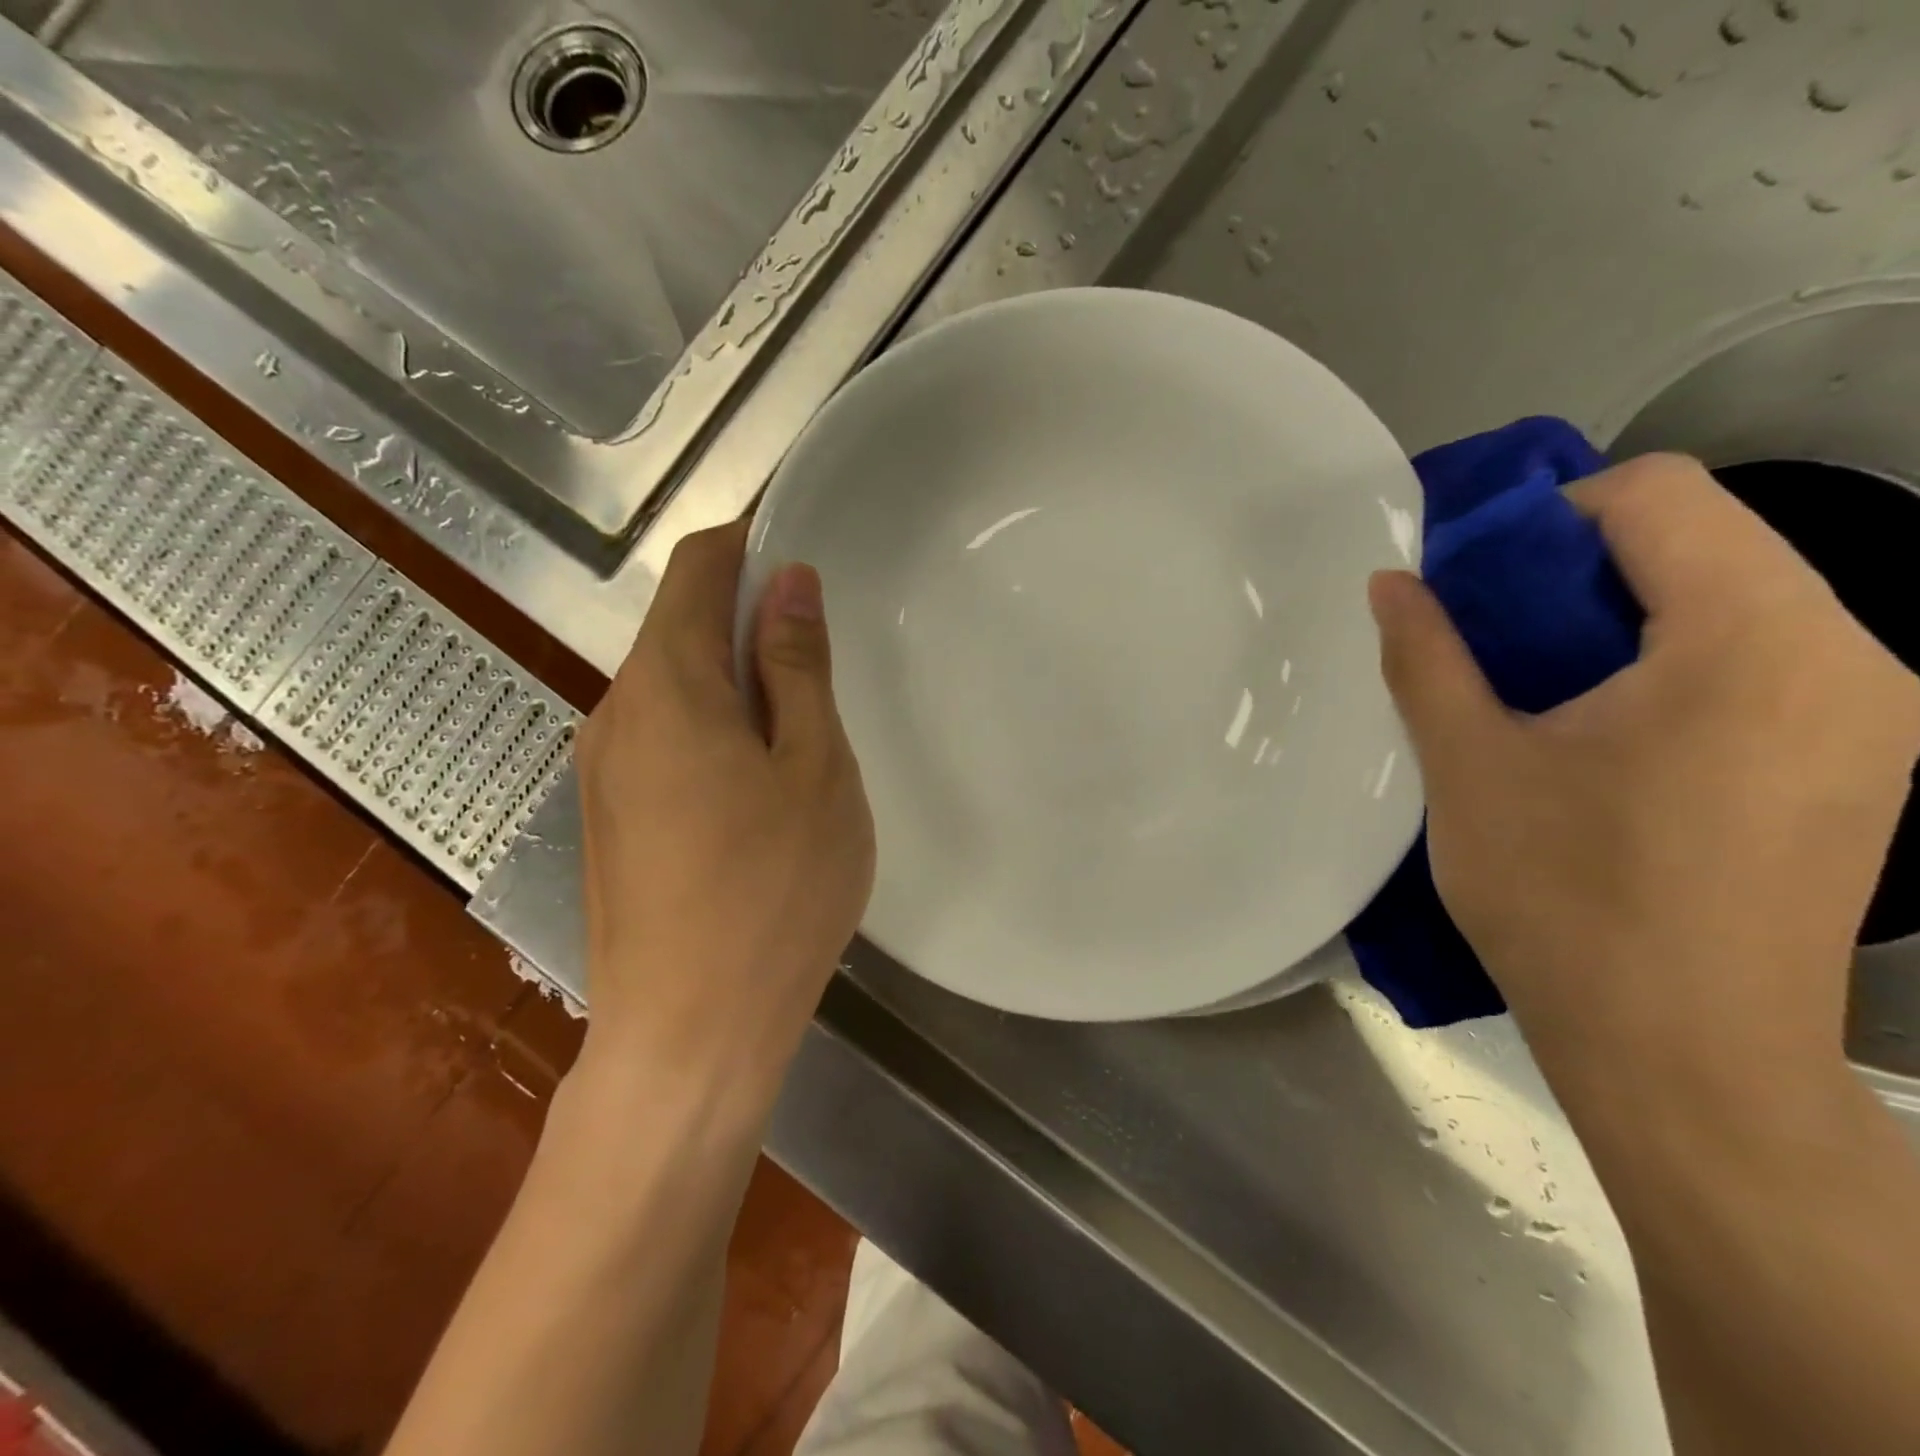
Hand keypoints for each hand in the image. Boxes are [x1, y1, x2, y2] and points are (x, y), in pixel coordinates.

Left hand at [572, 522, 873, 1101]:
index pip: (696, 570)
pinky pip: (662, 740)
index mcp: (666, 687)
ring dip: (733, 682)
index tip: (802, 549)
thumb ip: (795, 669)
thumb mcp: (814, 770)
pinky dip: (712, 730)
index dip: (746, 543)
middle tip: (823, 662)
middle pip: (679, 628)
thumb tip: (788, 582)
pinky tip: (757, 786)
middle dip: (748, 622)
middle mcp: (615, 715)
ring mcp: (602, 772)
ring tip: (800, 732)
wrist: (690, 1033)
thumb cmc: (774, 892)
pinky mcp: (608, 819)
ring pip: (672, 689)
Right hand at [1369, 453, 1919, 1099]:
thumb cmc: (1566, 900)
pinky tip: (1613, 741)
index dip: (1548, 517)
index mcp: (1755, 640)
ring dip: (1625, 620)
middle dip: (1584, 572)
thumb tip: (1391, 582)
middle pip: (1707, 541)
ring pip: (1737, 601)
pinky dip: (1674, 666)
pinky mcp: (1869, 765)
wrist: (1686, 1057)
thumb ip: (1427, 657)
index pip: (1660, 494)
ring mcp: (1877, 714)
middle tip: (1498, 646)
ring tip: (1548, 698)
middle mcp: (1851, 655)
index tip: (1478, 586)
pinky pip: (1765, 664)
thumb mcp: (1471, 766)